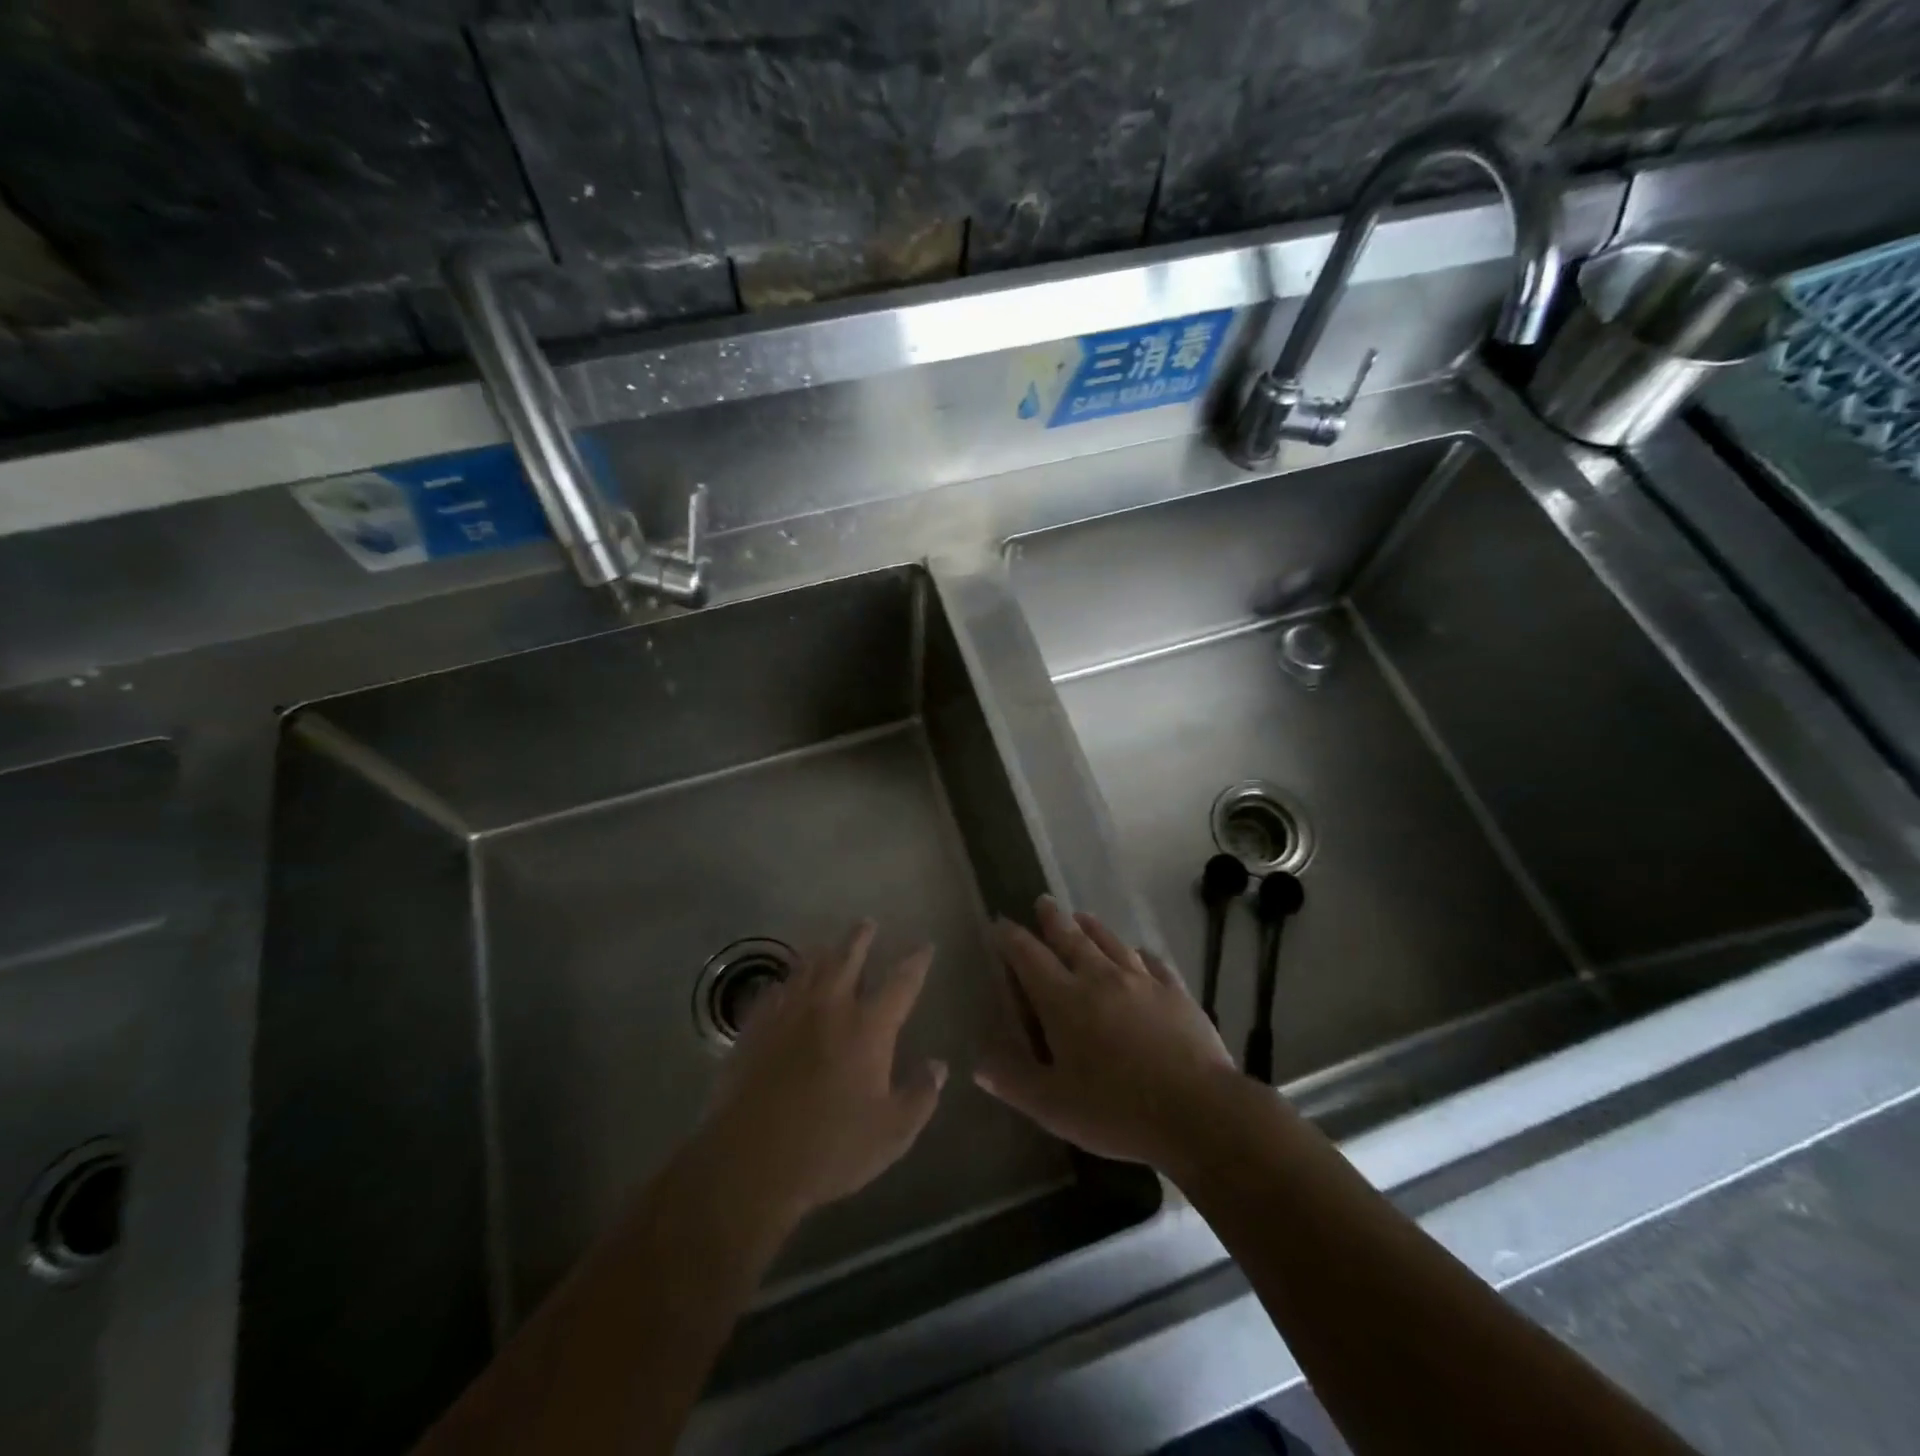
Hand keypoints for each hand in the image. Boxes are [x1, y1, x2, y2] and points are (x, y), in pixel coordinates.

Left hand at [698, 920, 945, 1223]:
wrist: (751, 1161)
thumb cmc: (830, 1148)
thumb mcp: (892, 1133)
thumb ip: (921, 1095)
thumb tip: (938, 1065)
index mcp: (869, 1027)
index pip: (901, 982)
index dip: (916, 961)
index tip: (925, 945)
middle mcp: (830, 1006)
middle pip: (848, 958)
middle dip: (861, 938)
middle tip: (867, 923)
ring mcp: (788, 1013)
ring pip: (808, 967)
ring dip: (823, 952)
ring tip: (828, 945)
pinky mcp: (755, 1028)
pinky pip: (774, 991)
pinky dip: (786, 982)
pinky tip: (786, 985)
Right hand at [976, 896, 1236, 1170]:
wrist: (1197, 1111)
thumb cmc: (1116, 1110)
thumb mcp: (1053, 1106)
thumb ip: (1013, 1081)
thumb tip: (978, 1062)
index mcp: (1064, 1001)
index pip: (1029, 958)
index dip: (1011, 939)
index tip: (1000, 924)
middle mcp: (1099, 978)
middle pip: (1071, 938)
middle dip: (1053, 919)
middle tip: (1044, 901)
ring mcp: (1141, 982)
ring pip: (1111, 943)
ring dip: (1093, 927)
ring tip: (1082, 917)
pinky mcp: (1176, 993)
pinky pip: (1153, 963)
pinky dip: (1140, 953)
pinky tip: (1140, 953)